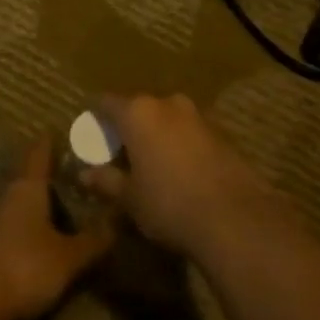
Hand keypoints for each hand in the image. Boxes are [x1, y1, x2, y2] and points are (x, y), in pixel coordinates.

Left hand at [0, 138, 113, 319]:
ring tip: (57, 211)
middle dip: (46, 179)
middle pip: (26, 181)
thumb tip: (119, 221)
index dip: (48, 143)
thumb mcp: (69, 257)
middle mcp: (5, 199)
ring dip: (34, 208)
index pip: (38, 155)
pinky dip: (23, 232)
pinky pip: (7, 232)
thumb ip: (93, 241)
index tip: (55, 131)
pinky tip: (36, 244)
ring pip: (15, 207)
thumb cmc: (25, 267)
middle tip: (69, 176)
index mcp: (27, 189)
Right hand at [86, 93, 269, 254]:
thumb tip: (85, 174)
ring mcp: (198, 115)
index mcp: (138, 112)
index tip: (90, 134)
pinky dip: (178, 143)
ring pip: (166, 118)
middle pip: (138, 108)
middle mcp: (168, 104)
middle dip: (127, 127)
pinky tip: (178, 169)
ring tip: (148, 163)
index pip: (106, 102)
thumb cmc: (168, 203)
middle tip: (117, 153)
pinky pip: (189, 131)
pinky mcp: (221, 132)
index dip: (95, 117)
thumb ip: (106, 181)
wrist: (234, 216)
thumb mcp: (130, 197)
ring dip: (155, 134)